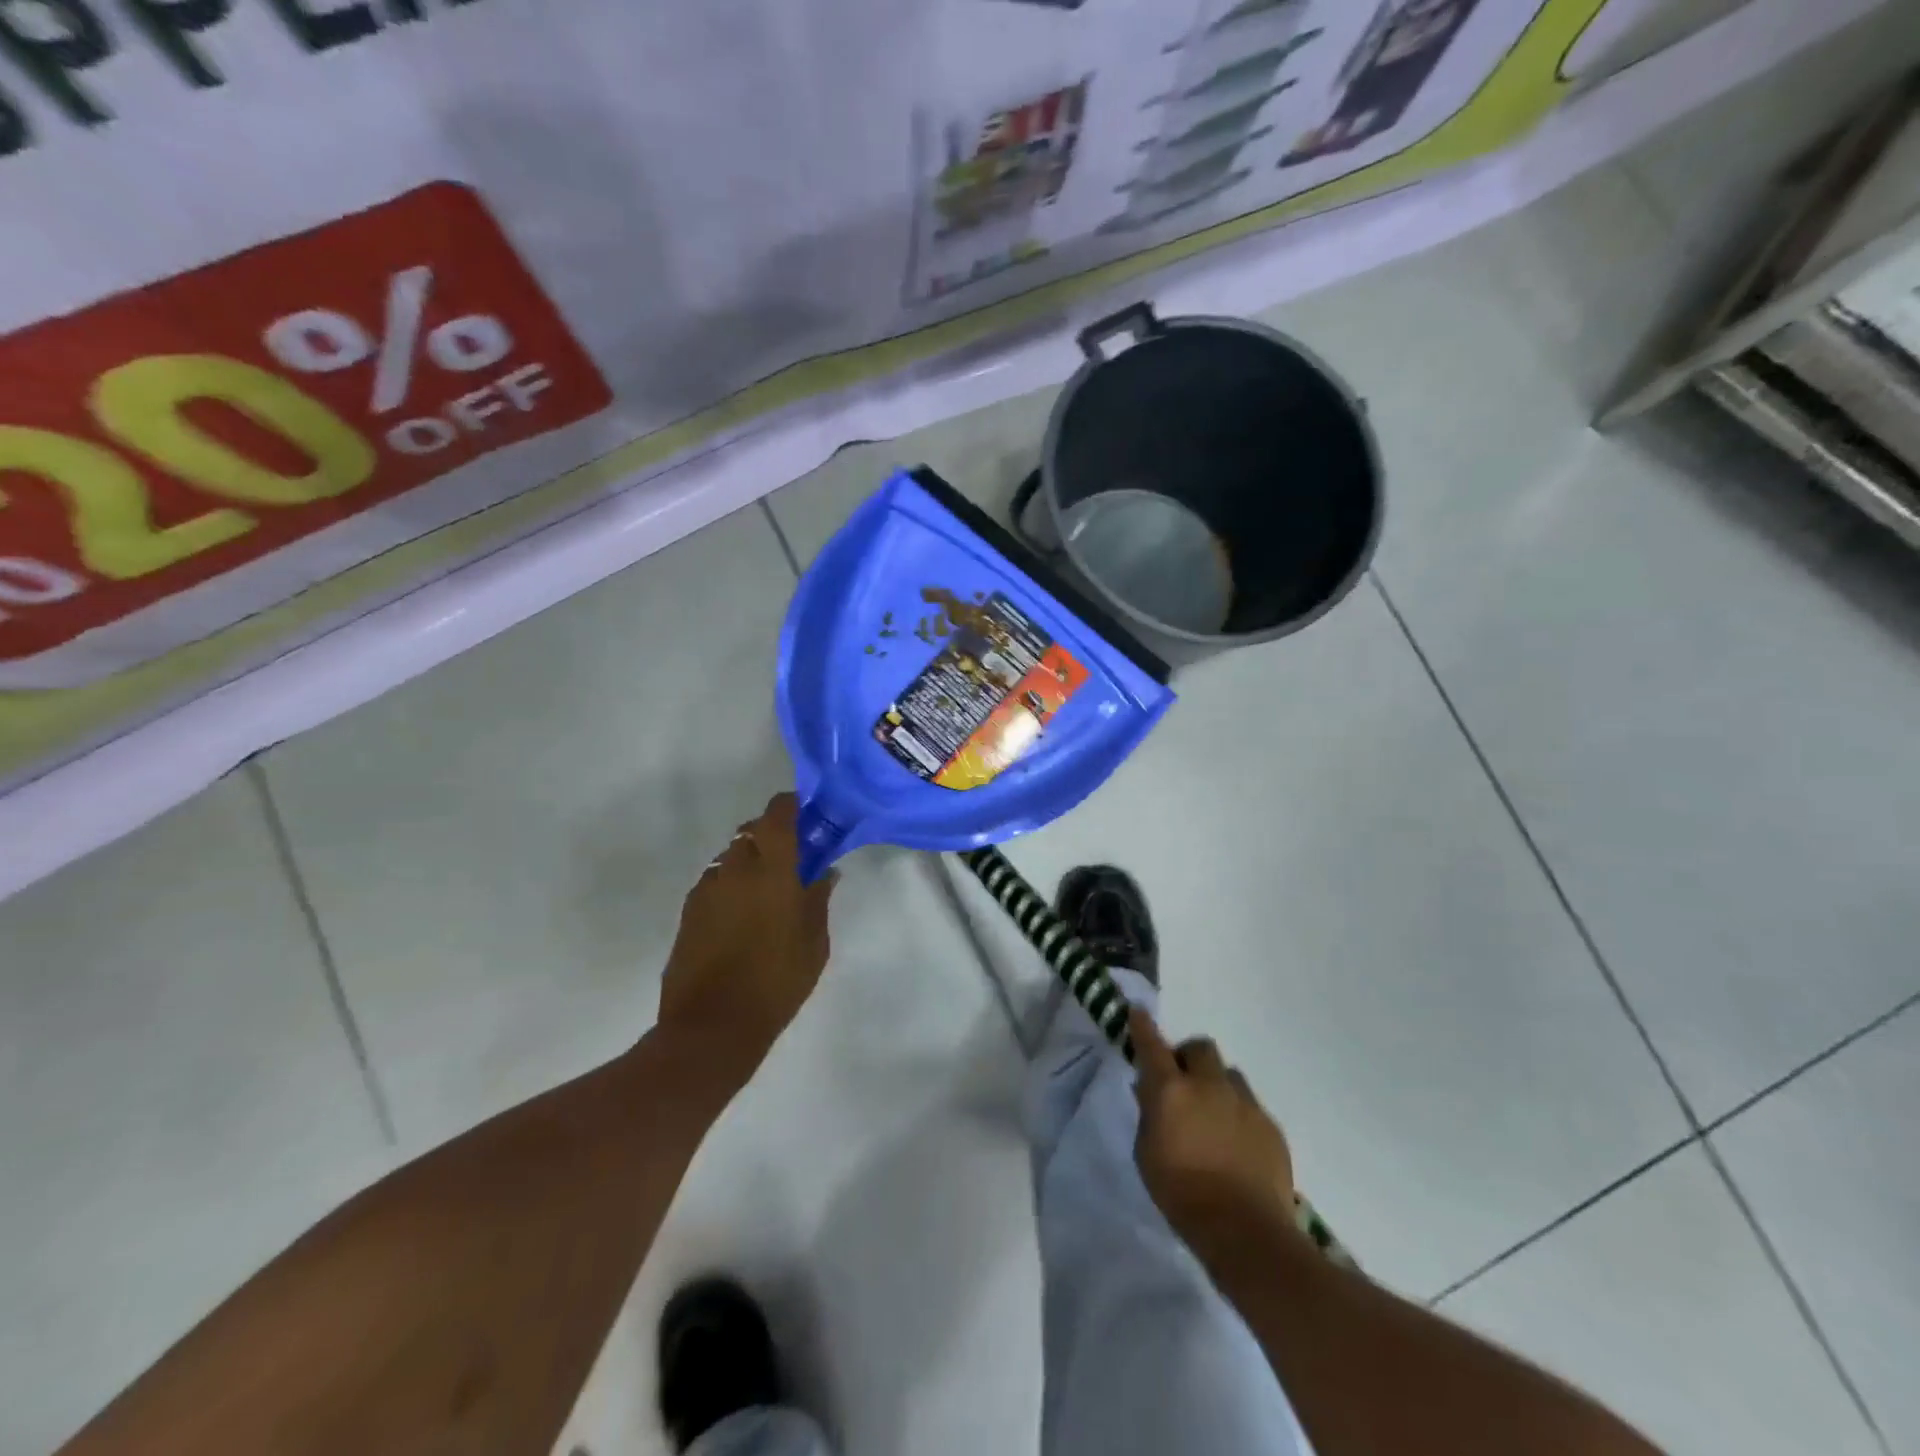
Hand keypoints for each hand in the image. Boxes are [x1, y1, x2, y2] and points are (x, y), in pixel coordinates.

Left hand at [656, 793, 836, 1072]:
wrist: (711, 1027)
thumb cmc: (776, 983)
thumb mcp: (814, 943)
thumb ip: (818, 900)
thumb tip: (824, 873)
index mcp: (771, 871)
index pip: (776, 815)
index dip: (790, 806)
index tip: (806, 813)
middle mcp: (734, 870)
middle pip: (751, 831)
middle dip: (771, 834)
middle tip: (792, 855)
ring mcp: (706, 889)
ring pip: (730, 856)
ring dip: (750, 860)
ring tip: (767, 889)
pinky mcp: (689, 911)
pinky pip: (715, 881)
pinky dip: (731, 884)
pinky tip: (743, 914)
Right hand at [1131, 1008, 1301, 1273]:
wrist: (1245, 1232)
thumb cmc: (1181, 1194)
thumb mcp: (1147, 1154)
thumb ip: (1149, 1115)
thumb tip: (1150, 1092)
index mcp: (1172, 1090)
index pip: (1152, 1045)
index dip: (1143, 1027)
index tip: (1137, 1012)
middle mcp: (1209, 1085)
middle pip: (1200, 1048)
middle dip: (1189, 1058)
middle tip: (1184, 1083)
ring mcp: (1244, 1103)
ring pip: (1229, 1074)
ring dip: (1217, 1085)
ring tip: (1214, 1116)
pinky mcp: (1270, 1125)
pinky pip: (1250, 1106)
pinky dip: (1238, 1114)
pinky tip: (1236, 1144)